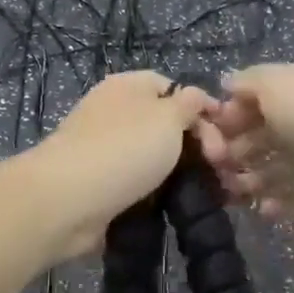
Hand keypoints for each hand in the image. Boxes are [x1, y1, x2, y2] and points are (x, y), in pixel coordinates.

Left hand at [34, 71, 214, 256]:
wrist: (68, 201)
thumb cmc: (124, 149)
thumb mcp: (167, 117)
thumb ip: (189, 103)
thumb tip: (197, 98)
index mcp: (128, 87)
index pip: (173, 87)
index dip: (202, 108)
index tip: (226, 134)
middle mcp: (115, 112)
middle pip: (165, 123)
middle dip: (196, 144)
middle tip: (219, 166)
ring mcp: (105, 149)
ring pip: (154, 157)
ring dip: (180, 173)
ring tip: (207, 191)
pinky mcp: (101, 184)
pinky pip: (139, 184)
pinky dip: (158, 194)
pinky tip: (178, 205)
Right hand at [195, 59, 293, 220]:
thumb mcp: (278, 84)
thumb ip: (248, 84)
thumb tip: (226, 84)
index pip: (252, 97)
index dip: (225, 117)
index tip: (201, 142)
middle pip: (262, 133)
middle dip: (233, 152)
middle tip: (210, 175)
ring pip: (278, 165)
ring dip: (252, 180)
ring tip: (230, 197)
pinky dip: (281, 203)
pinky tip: (264, 213)